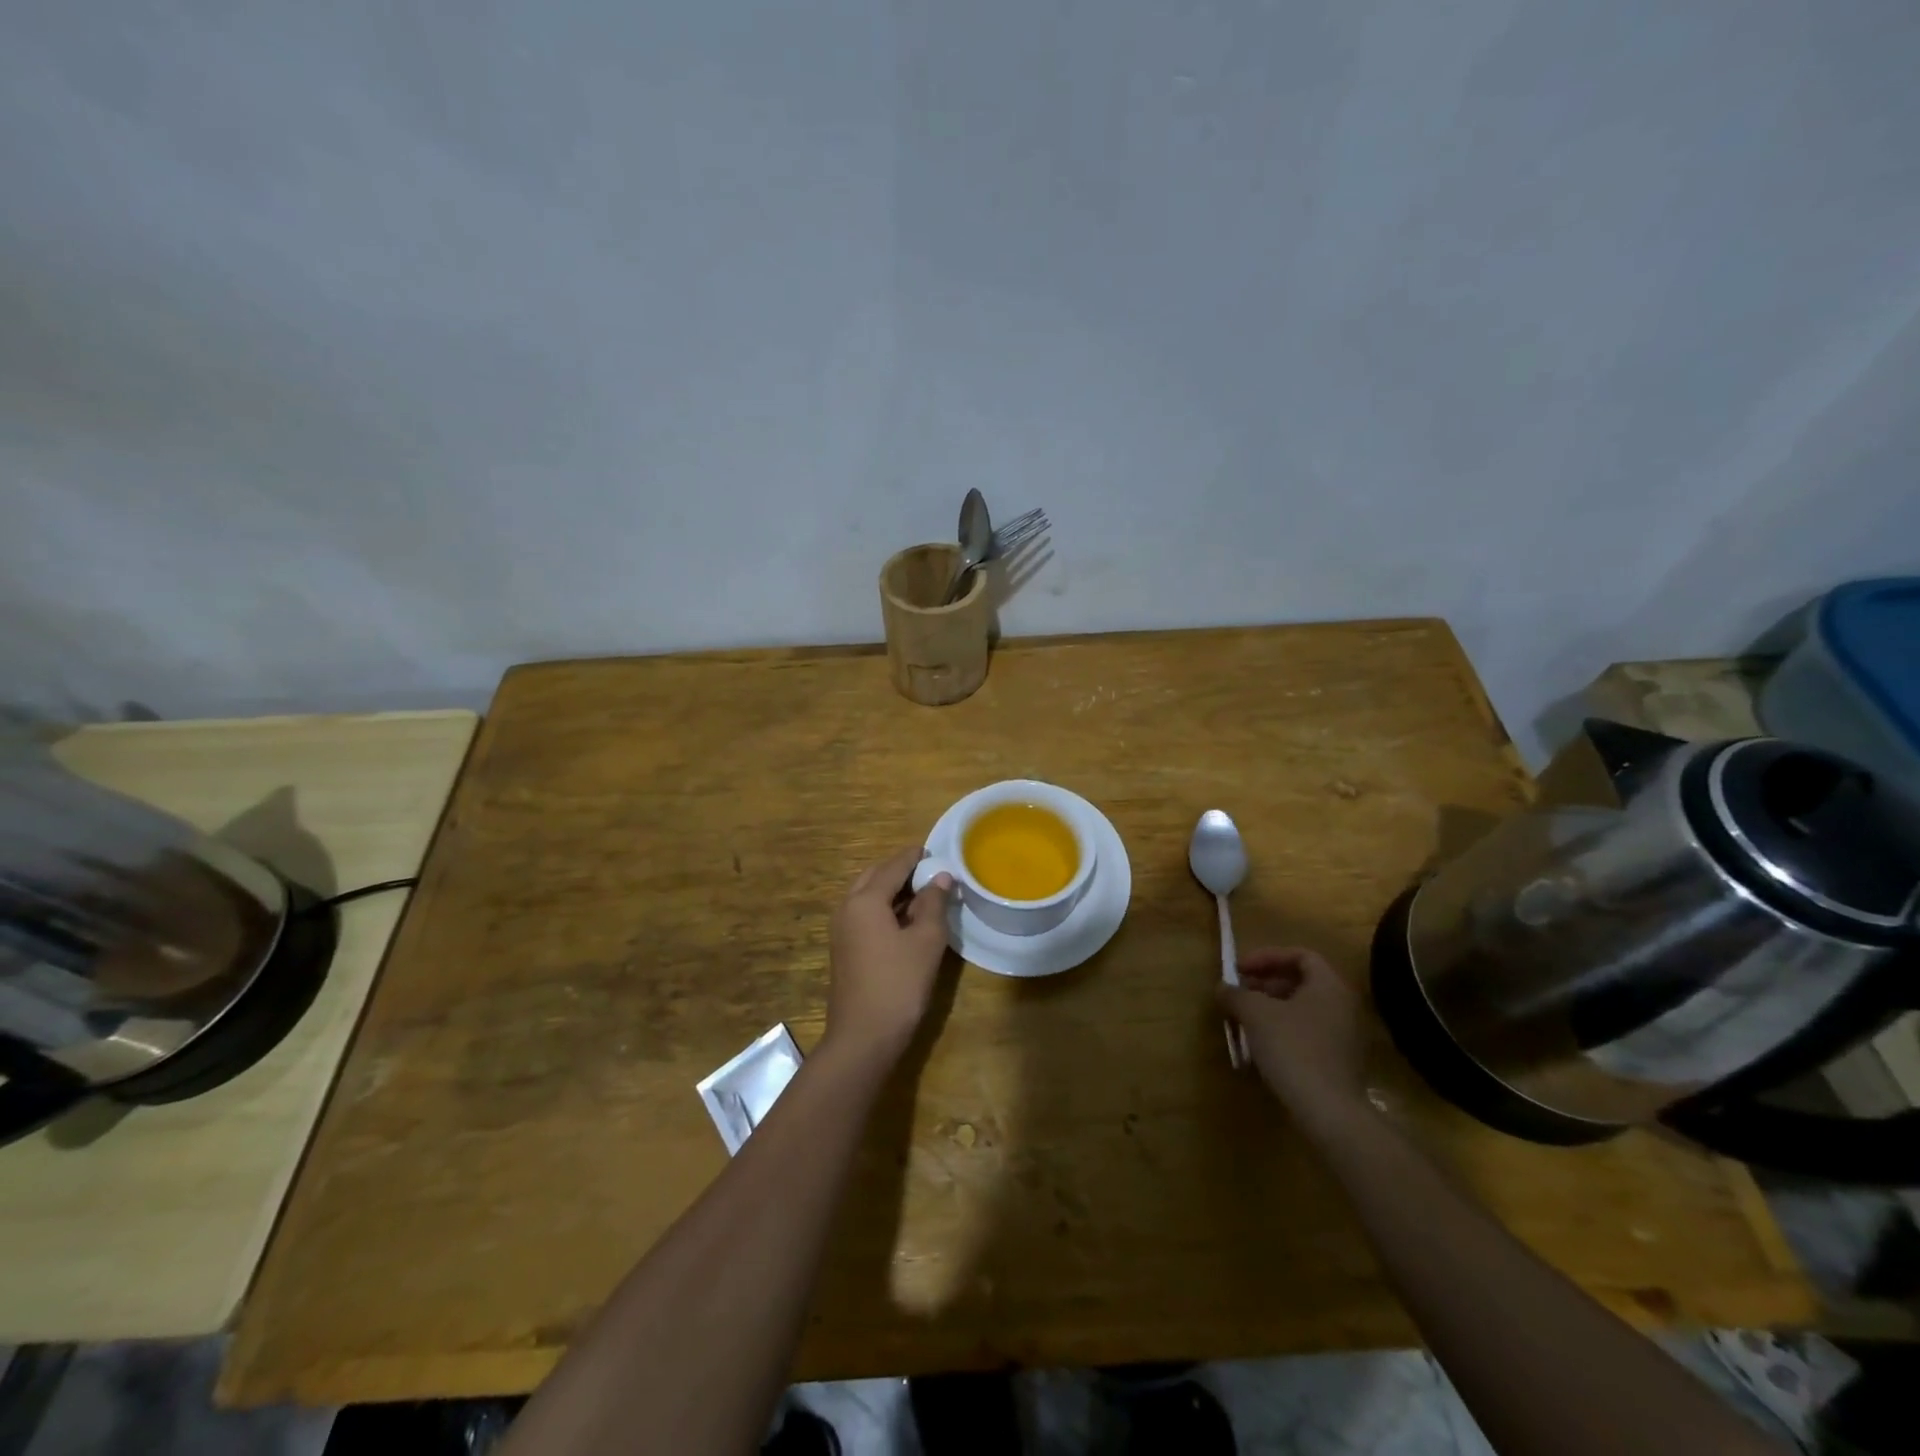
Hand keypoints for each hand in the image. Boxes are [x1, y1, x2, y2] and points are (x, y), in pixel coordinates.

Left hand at [824, 846, 953, 1063]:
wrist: (862, 1038)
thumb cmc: (898, 984)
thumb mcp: (926, 941)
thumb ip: (934, 904)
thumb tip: (942, 877)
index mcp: (865, 900)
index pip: (893, 866)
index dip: (915, 857)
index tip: (935, 852)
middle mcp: (847, 907)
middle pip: (875, 877)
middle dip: (900, 870)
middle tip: (929, 872)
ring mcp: (841, 930)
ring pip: (867, 896)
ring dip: (892, 890)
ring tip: (923, 893)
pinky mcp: (843, 949)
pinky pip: (863, 914)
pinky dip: (884, 908)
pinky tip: (906, 920)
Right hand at [1218, 947, 1368, 1135]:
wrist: (1328, 1110)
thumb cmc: (1292, 1048)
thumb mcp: (1255, 1014)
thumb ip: (1236, 994)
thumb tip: (1223, 988)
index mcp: (1328, 986)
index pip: (1300, 955)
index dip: (1267, 957)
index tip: (1240, 970)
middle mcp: (1342, 1005)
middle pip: (1301, 981)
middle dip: (1266, 983)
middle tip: (1239, 993)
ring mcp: (1344, 1035)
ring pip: (1303, 1009)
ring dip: (1271, 1008)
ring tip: (1244, 1019)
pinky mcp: (1339, 1061)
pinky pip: (1308, 1032)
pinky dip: (1283, 1030)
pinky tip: (1261, 1045)